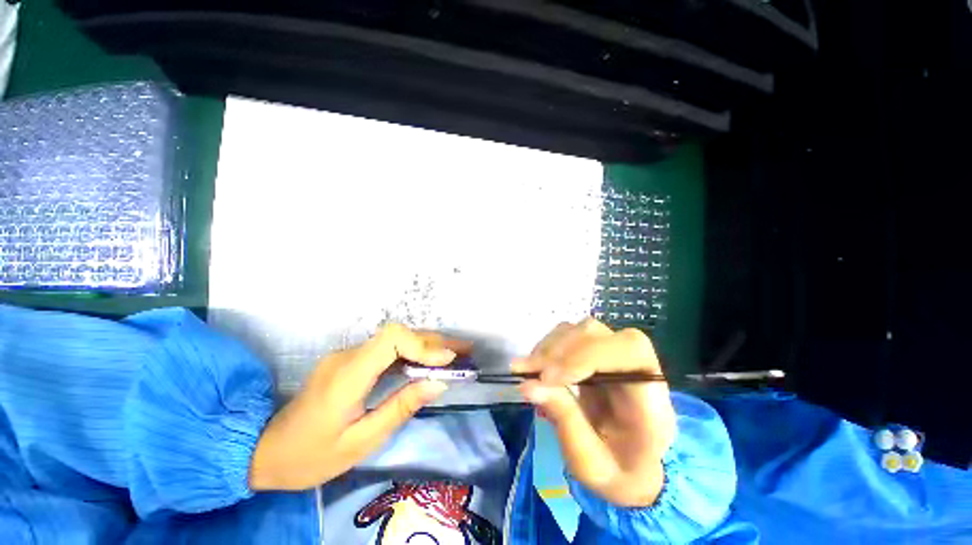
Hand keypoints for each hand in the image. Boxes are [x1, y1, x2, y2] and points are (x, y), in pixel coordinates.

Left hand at [249, 324, 467, 490]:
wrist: (264, 450)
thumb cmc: (310, 456)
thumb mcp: (360, 442)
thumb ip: (400, 408)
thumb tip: (438, 383)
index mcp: (347, 376)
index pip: (390, 339)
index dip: (423, 344)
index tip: (448, 360)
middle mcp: (348, 356)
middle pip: (398, 334)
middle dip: (435, 341)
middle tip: (465, 350)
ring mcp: (348, 355)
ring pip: (396, 339)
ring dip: (428, 344)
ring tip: (456, 354)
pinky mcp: (352, 360)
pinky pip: (388, 349)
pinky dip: (414, 353)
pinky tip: (430, 362)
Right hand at [514, 318, 675, 506]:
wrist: (629, 467)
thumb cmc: (617, 472)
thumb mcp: (591, 463)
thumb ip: (565, 420)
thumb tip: (528, 385)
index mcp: (650, 400)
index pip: (631, 352)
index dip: (587, 355)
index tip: (548, 378)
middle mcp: (636, 368)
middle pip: (600, 334)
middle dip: (560, 351)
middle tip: (529, 372)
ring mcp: (615, 357)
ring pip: (581, 329)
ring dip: (550, 346)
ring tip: (528, 369)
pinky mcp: (596, 354)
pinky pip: (570, 336)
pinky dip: (548, 347)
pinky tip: (535, 365)